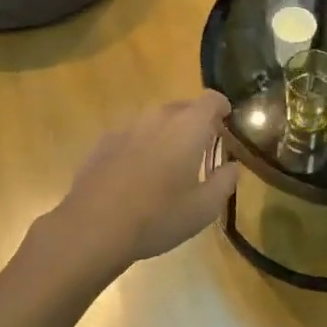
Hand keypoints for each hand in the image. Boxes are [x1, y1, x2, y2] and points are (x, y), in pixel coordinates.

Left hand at [30, 93, 240, 282]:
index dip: (221, 107)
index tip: (226, 121)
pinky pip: (131, 135)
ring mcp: (127, 127)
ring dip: (166, 134)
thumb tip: (232, 167)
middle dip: (195, 122)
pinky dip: (140, 146)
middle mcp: (158, 117)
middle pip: (183, 107)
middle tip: (200, 149)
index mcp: (188, 126)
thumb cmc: (158, 217)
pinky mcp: (104, 142)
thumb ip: (225, 182)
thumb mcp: (204, 209)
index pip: (211, 99)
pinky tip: (136, 174)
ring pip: (155, 121)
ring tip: (167, 164)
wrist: (94, 227)